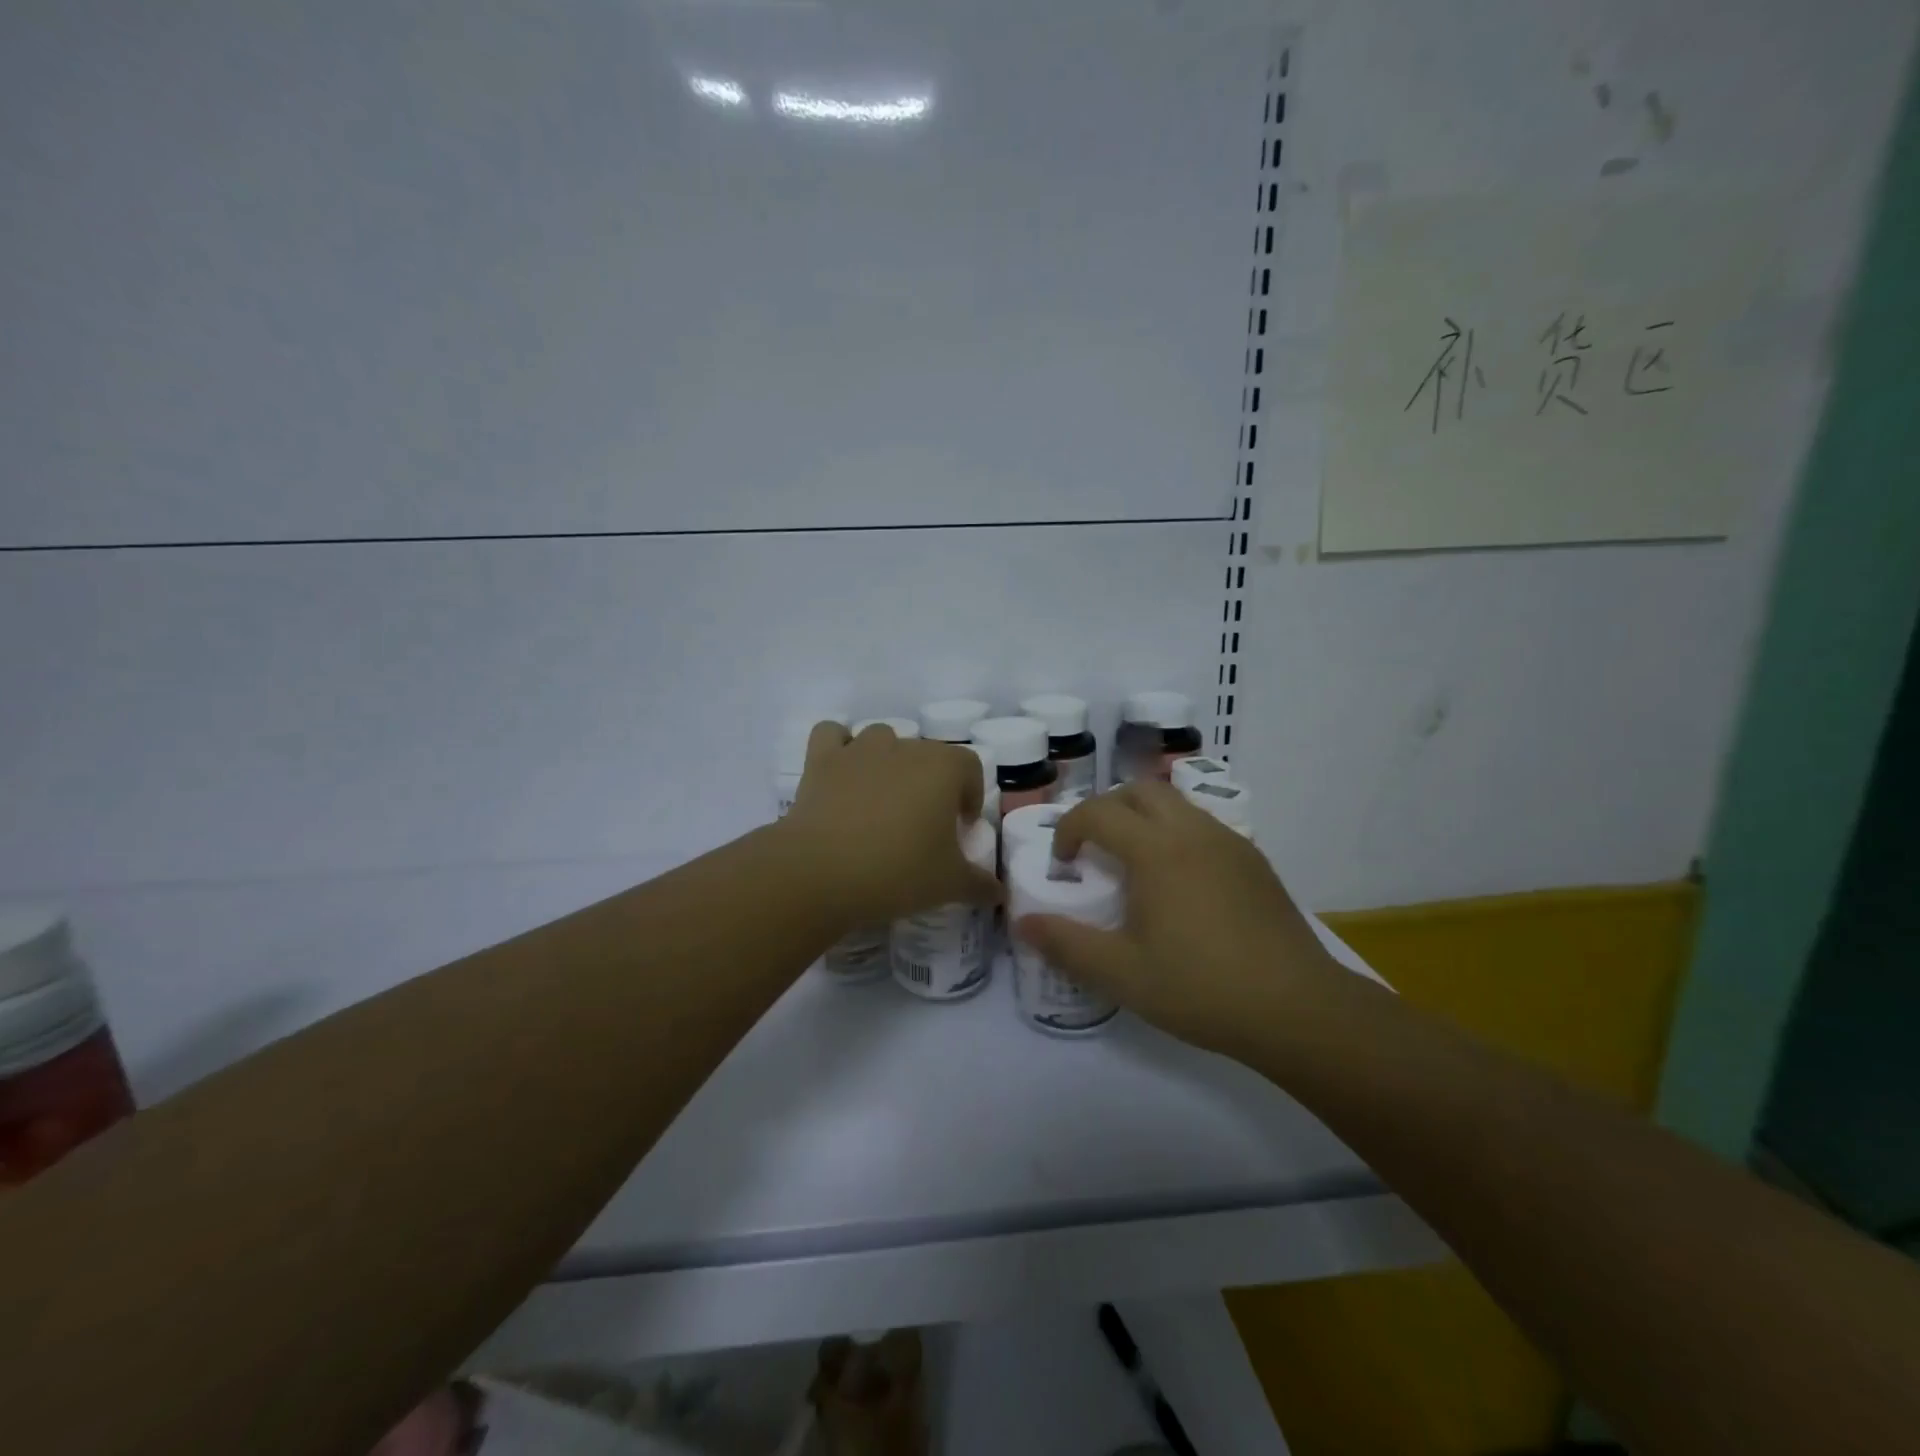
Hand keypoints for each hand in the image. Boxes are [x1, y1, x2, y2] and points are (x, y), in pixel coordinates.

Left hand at [778, 721, 1001, 925]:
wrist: (821, 872)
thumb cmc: (897, 872)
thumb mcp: (949, 885)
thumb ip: (980, 885)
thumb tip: (998, 893)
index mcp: (943, 768)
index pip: (970, 767)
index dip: (970, 795)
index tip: (960, 828)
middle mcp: (904, 747)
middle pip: (927, 754)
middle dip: (930, 783)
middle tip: (922, 825)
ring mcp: (860, 749)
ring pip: (883, 738)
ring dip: (888, 760)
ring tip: (883, 799)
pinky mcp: (821, 760)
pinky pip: (831, 734)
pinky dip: (838, 747)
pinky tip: (842, 773)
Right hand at [1013, 780, 1342, 1057]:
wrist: (1297, 1008)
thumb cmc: (1201, 987)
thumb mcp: (1122, 974)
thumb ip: (1067, 944)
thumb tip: (1023, 923)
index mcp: (1156, 850)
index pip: (1098, 812)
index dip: (1069, 829)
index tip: (1063, 863)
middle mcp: (1193, 832)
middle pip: (1139, 792)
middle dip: (1106, 810)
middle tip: (1095, 850)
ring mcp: (1229, 842)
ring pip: (1176, 804)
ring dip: (1144, 818)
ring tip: (1134, 865)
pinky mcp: (1254, 861)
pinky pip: (1203, 826)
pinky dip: (1176, 834)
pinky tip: (1180, 883)